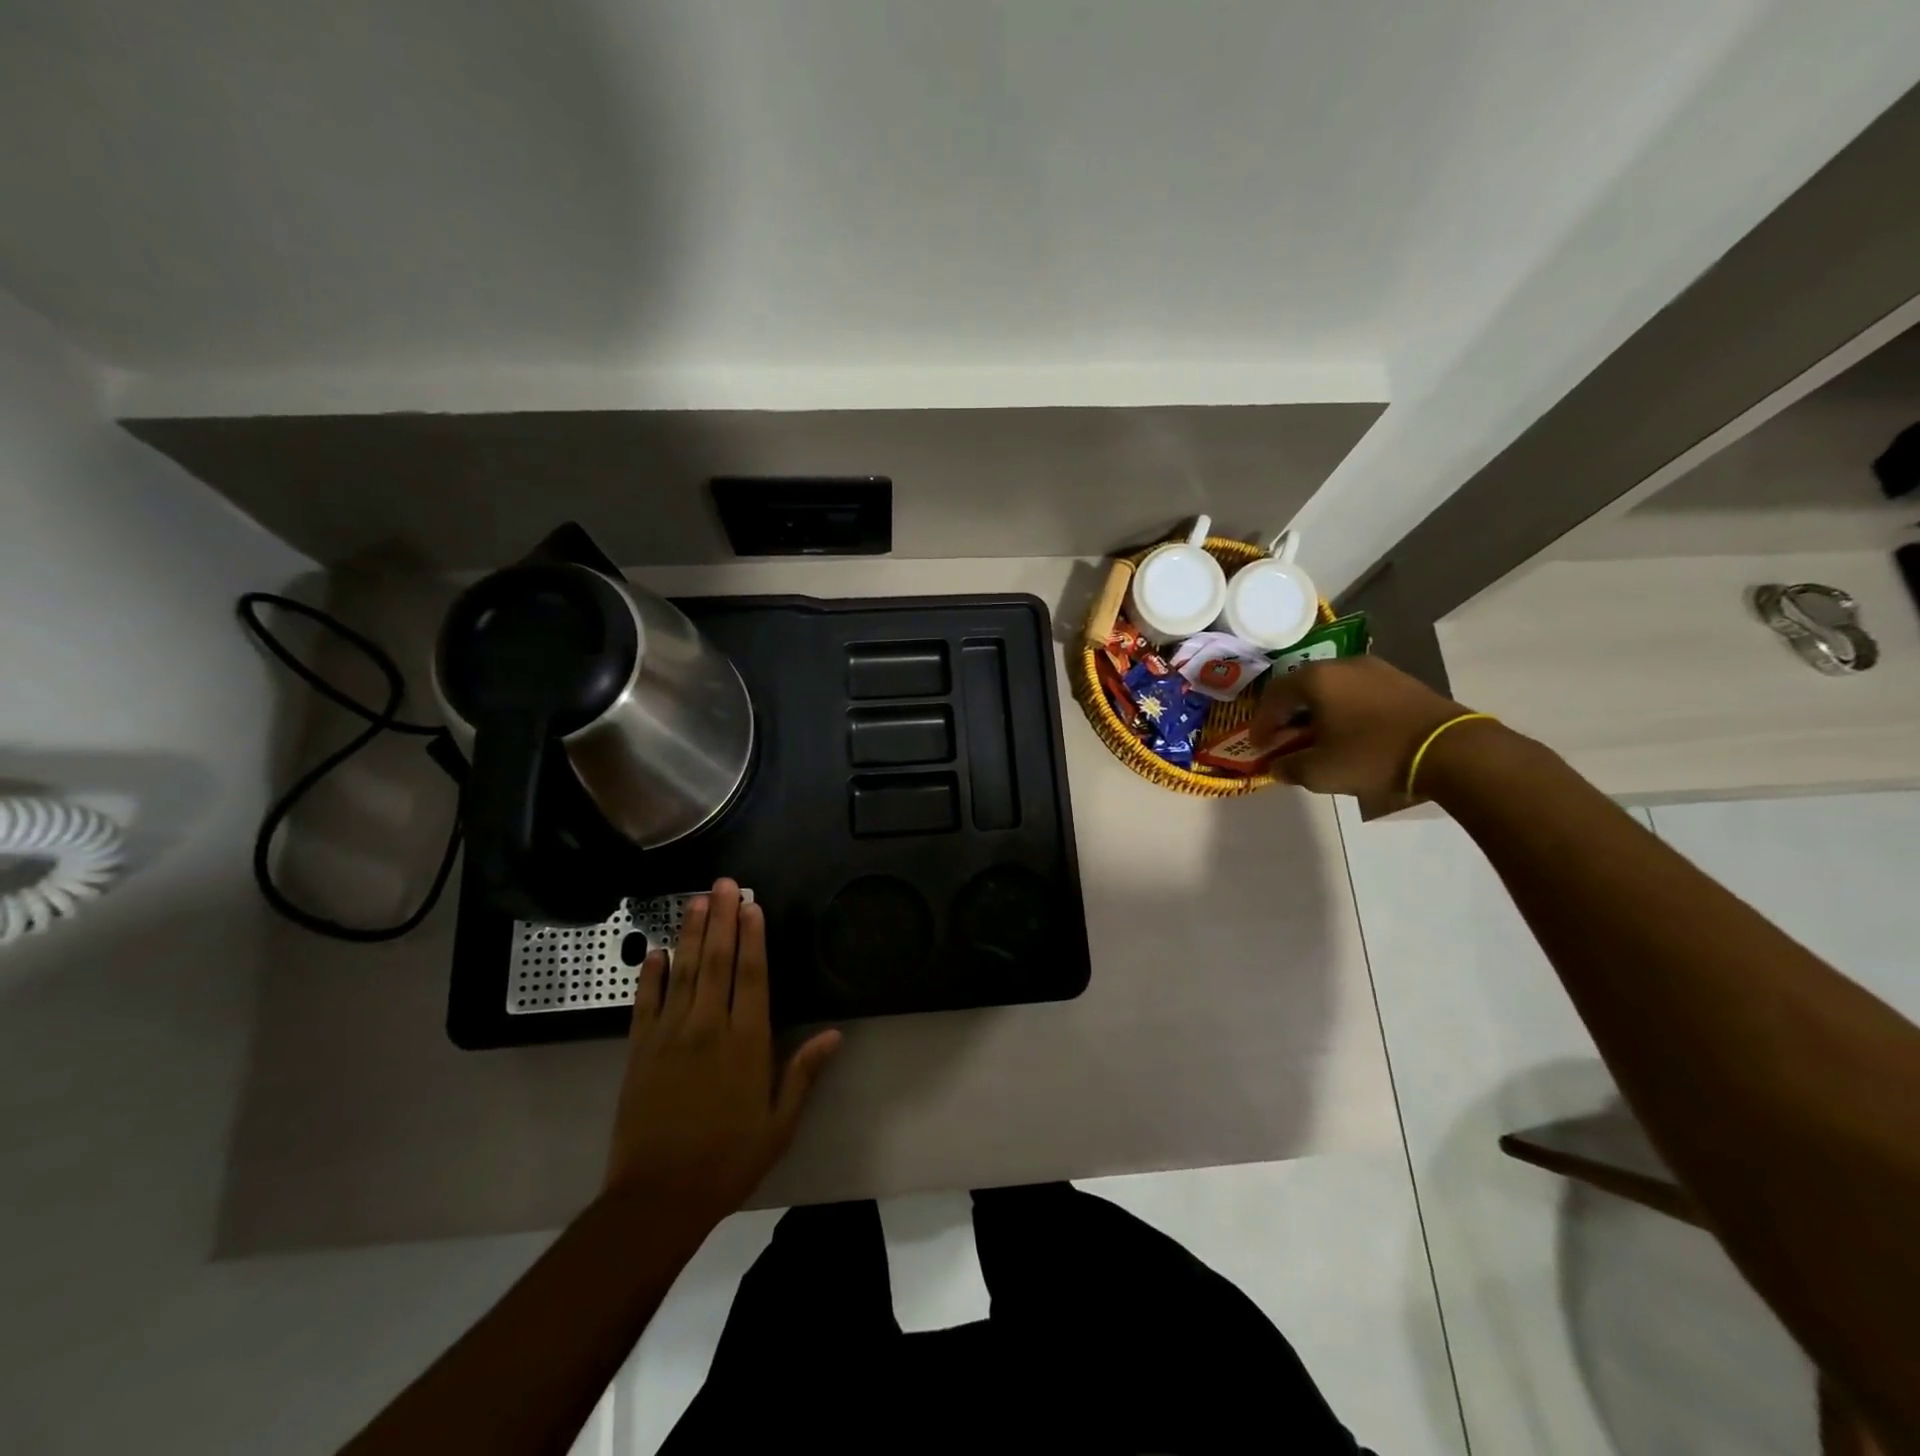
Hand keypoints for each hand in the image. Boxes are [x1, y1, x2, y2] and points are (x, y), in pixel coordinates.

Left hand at [604, 879, 840, 1228]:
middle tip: (724, 884)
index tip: (752, 905)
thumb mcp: (779, 1124)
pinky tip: (656, 951)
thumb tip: (835, 1034)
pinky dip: (651, 975)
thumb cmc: (728, 1160)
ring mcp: (669, 1036)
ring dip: (692, 933)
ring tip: (696, 900)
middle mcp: (708, 1028)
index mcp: (746, 1043)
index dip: (753, 937)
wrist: (657, 1199)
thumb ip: (803, 1073)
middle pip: (717, 961)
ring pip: (683, 972)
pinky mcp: (639, 1050)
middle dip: (722, 919)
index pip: (752, 976)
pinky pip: (645, 1002)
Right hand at [1250, 655, 1476, 799]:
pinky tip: (1349, 734)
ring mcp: (1376, 669)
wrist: (1449, 750)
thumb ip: (1289, 767)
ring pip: (1332, 689)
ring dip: (1318, 713)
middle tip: (1284, 740)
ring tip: (1317, 738)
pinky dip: (1344, 711)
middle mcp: (1342, 665)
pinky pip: (1358, 693)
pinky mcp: (1401, 682)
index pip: (1273, 697)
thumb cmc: (1372, 755)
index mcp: (1316, 679)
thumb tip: (1277, 765)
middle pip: (1302, 688)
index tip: (1259, 746)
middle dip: (1288, 716)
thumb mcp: (1320, 771)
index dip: (1261, 724)